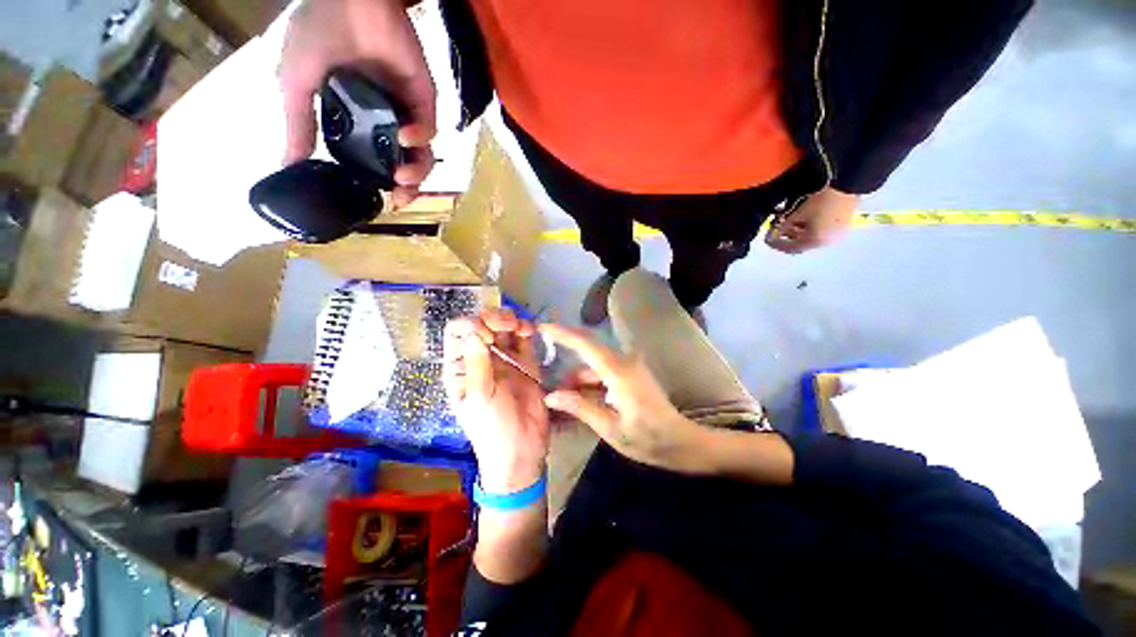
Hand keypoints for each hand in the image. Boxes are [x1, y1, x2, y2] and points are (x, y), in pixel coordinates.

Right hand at [279, 0, 435, 207]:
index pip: (373, 160)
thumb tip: (288, 164)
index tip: (377, 200)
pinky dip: (420, 136)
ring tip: (402, 177)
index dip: (377, 182)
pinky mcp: (423, 97)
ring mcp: (405, 110)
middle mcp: (384, 120)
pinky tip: (405, 136)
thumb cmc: (319, 33)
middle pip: (404, 164)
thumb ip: (299, 124)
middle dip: (406, 186)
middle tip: (400, 199)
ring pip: (421, 153)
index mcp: (357, 121)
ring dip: (417, 171)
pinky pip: (429, 126)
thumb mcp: (297, 83)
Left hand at [443, 308, 548, 492]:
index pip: (458, 332)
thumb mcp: (479, 397)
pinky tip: (529, 331)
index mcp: (460, 366)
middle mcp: (481, 357)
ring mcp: (504, 358)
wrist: (522, 449)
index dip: (471, 325)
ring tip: (520, 328)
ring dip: (510, 319)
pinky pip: (523, 338)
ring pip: (503, 326)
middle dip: (493, 318)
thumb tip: (475, 330)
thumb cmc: (492, 428)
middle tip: (506, 328)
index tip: (488, 339)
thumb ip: (477, 363)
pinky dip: (526, 328)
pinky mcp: (525, 362)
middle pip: (482, 323)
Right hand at [539, 324, 711, 473]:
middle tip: (548, 379)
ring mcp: (629, 365)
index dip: (562, 333)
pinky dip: (590, 382)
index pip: (586, 344)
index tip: (542, 327)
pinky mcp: (631, 372)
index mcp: (619, 371)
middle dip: (567, 362)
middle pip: (588, 351)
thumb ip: (580, 407)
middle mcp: (624, 361)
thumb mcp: (610, 428)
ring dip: (578, 378)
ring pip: (594, 364)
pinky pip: (604, 371)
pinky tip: (581, 399)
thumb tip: (551, 396)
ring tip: (563, 399)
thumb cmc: (648, 438)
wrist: (681, 441)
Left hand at [765, 186, 858, 253]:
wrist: (848, 181)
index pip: (792, 249)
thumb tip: (771, 234)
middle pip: (801, 242)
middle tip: (777, 226)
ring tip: (787, 218)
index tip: (766, 238)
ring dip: (797, 228)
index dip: (777, 244)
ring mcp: (837, 231)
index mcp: (817, 242)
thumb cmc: (819, 200)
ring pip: (811, 234)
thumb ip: (782, 227)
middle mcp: (828, 241)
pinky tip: (801, 215)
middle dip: (787, 234)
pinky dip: (808, 224)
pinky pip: (820, 227)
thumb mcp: (796, 214)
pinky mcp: (843, 221)